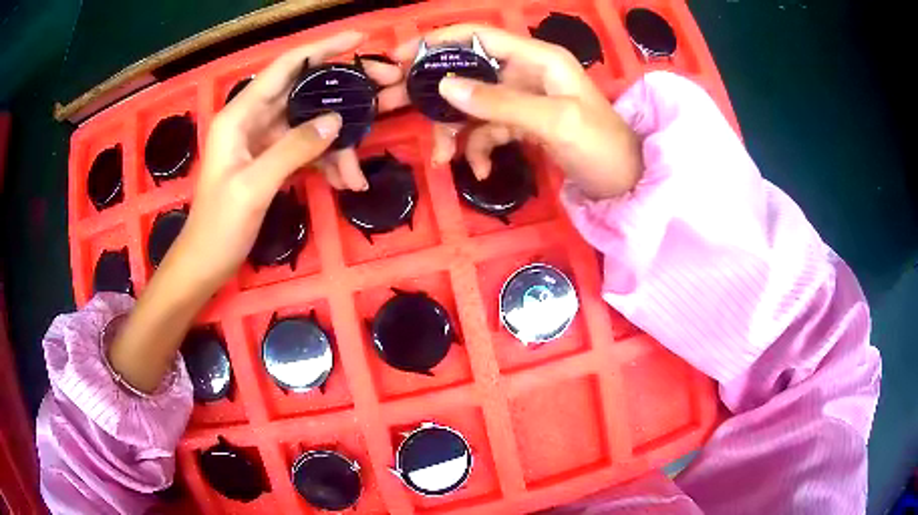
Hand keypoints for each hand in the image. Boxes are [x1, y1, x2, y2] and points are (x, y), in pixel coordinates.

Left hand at [167, 31, 402, 289]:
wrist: (205, 264)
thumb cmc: (218, 227)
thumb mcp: (253, 187)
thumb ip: (293, 149)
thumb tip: (336, 121)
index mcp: (239, 115)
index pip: (285, 67)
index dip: (322, 48)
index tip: (359, 39)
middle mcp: (252, 119)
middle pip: (304, 93)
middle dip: (342, 94)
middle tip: (383, 92)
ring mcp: (262, 141)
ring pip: (309, 126)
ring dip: (337, 146)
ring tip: (356, 176)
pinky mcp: (270, 161)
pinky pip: (305, 151)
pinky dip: (325, 164)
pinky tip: (343, 183)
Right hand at [391, 25, 642, 199]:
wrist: (626, 184)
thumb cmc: (601, 147)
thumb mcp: (554, 121)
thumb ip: (500, 102)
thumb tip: (445, 86)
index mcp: (538, 58)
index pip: (479, 36)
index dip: (439, 41)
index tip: (401, 56)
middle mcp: (526, 72)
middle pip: (468, 71)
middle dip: (435, 91)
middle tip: (396, 106)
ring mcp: (523, 98)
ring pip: (473, 104)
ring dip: (454, 129)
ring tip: (444, 157)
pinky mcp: (523, 124)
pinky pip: (488, 129)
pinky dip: (479, 148)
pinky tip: (482, 170)